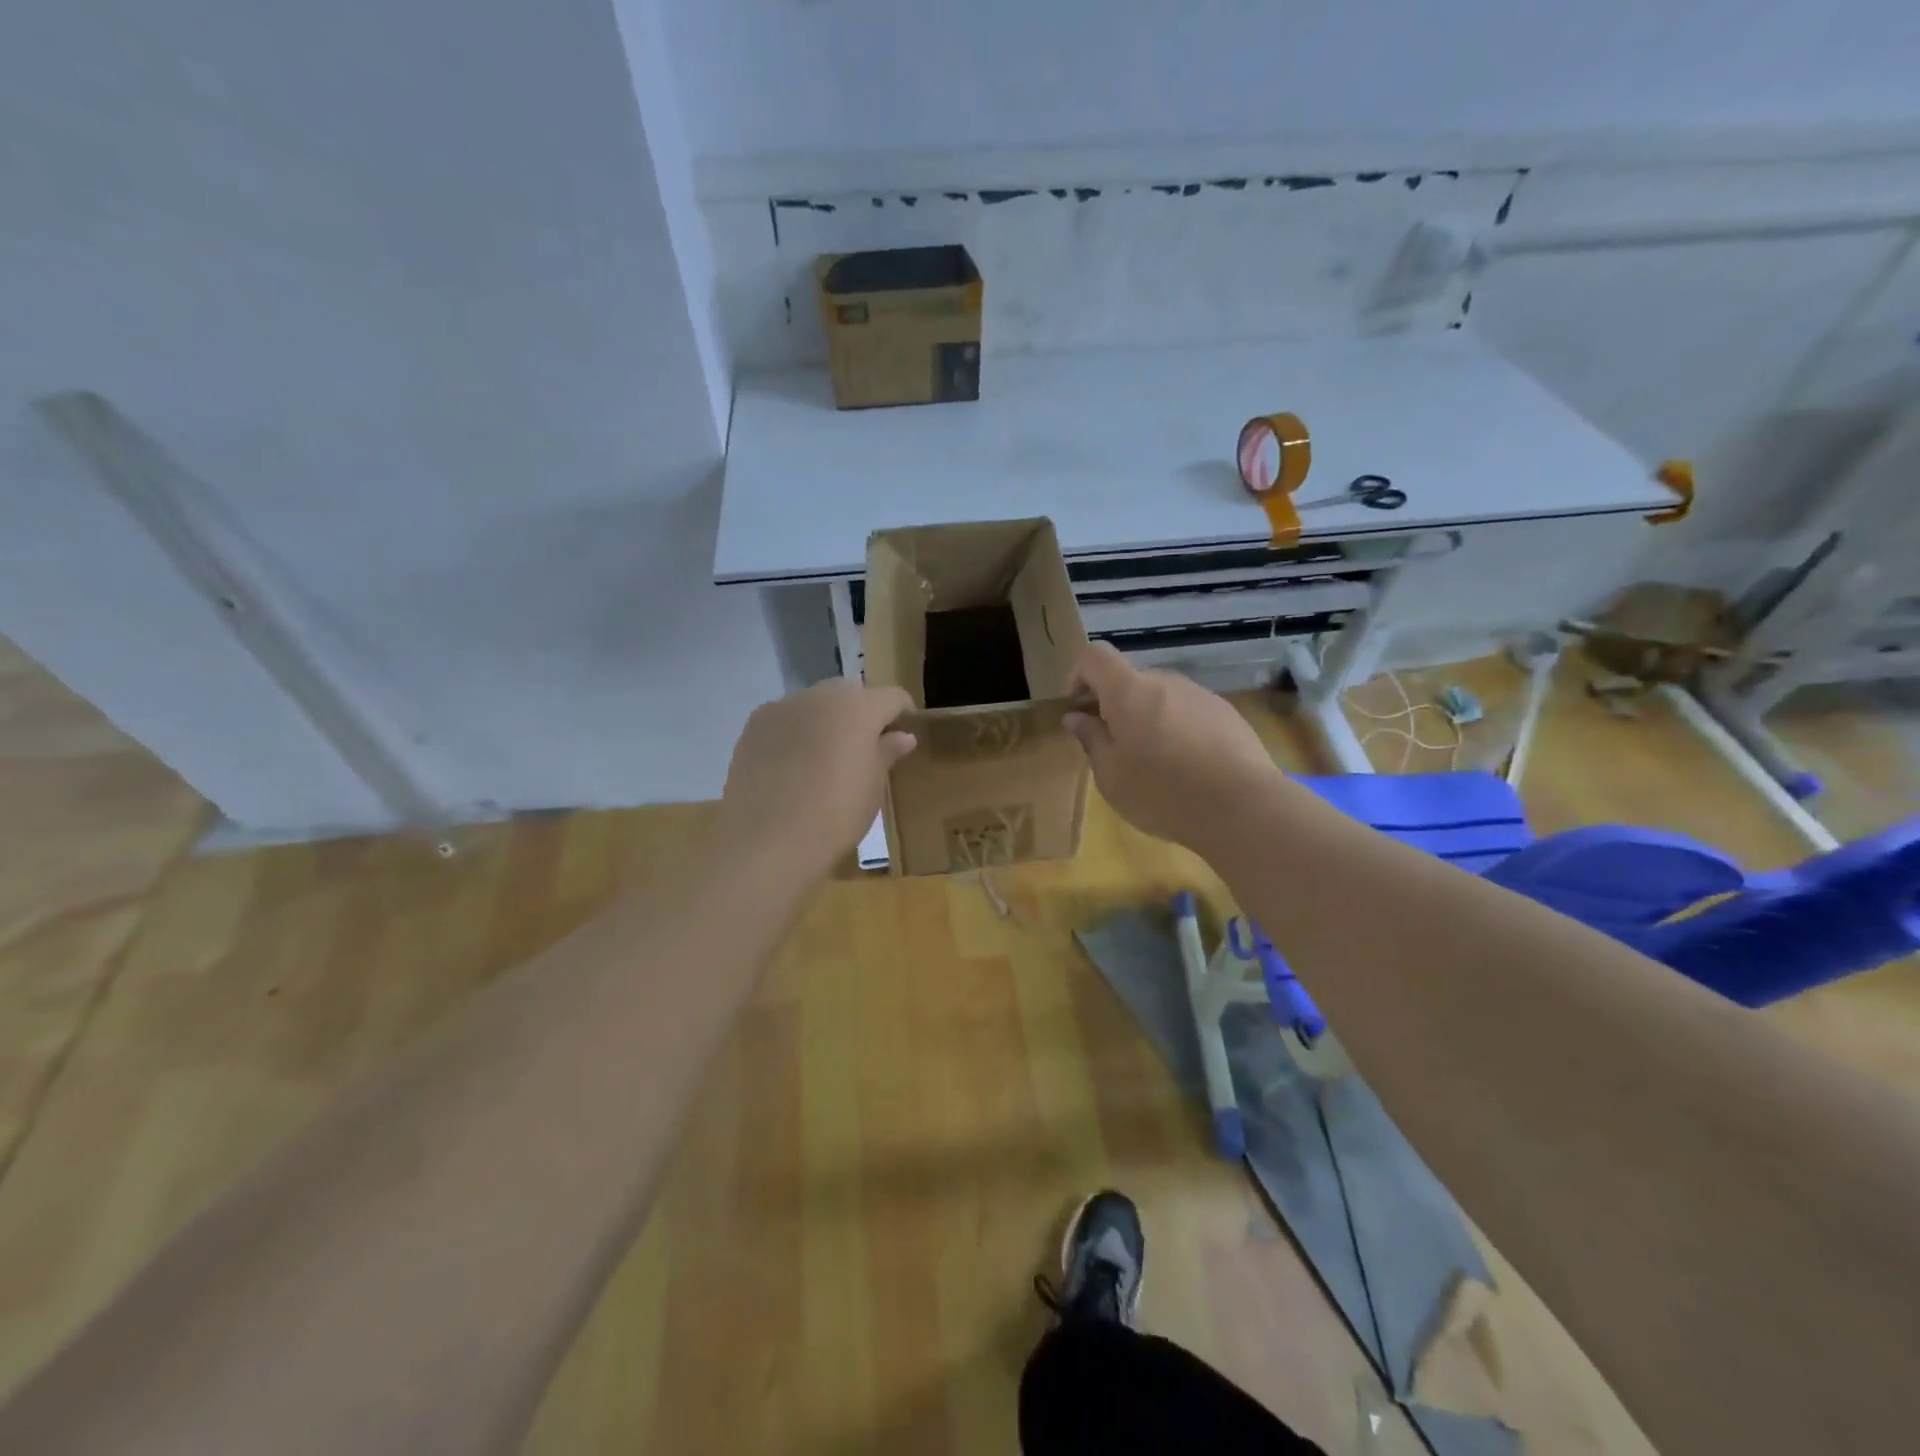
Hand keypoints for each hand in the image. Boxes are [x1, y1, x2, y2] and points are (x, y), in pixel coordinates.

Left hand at [716, 680, 917, 878]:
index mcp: (858, 706)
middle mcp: (820, 695)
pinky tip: (793, 768)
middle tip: (864, 751)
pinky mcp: (753, 727)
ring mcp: (782, 707)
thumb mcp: (873, 787)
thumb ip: (887, 753)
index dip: (903, 716)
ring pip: (815, 705)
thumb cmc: (836, 814)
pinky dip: (795, 734)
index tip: (903, 740)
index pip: (893, 697)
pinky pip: (785, 721)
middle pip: (851, 695)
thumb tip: (901, 736)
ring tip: (825, 761)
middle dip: (861, 715)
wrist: (768, 842)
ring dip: (826, 723)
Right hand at [1063, 643, 1280, 851]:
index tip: (1078, 709)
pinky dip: (1178, 730)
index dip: (1079, 675)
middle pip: (1130, 680)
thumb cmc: (1161, 792)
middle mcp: (1164, 681)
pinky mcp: (1227, 713)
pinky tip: (1188, 769)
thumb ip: (1091, 739)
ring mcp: (1200, 695)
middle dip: (1115, 706)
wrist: (1241, 806)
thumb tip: (1076, 716)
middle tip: (1113, 748)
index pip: (1094, 656)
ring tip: (1154, 764)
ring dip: (1148, 719)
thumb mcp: (1111, 774)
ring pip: (1161, 698)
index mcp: (1128, 690)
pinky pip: (1189, 712)